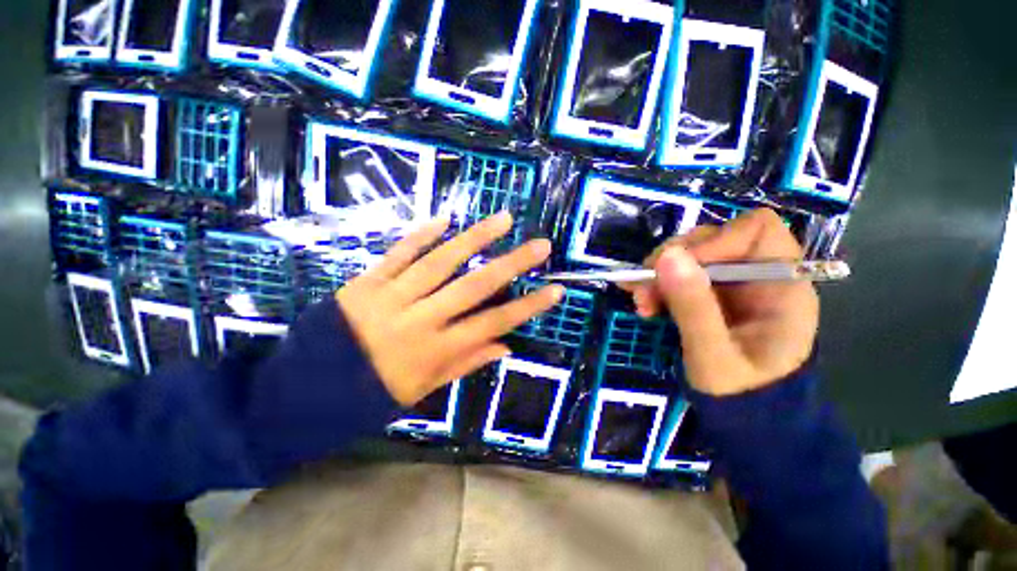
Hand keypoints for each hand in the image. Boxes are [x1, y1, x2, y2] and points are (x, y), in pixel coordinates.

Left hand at [336, 212, 562, 405]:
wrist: (303, 390)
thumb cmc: (370, 394)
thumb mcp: (422, 390)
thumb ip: (465, 363)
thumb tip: (505, 346)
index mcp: (436, 351)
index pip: (493, 324)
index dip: (527, 307)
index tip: (554, 290)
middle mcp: (420, 320)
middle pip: (474, 287)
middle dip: (511, 264)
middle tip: (540, 245)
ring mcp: (391, 296)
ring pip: (440, 262)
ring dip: (474, 239)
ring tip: (502, 220)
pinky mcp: (366, 281)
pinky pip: (399, 254)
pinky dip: (422, 235)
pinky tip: (445, 219)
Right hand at [625, 209, 818, 395]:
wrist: (747, 420)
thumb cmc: (741, 395)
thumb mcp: (713, 356)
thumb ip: (693, 307)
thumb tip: (666, 256)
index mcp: (781, 286)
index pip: (754, 230)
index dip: (713, 240)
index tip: (676, 268)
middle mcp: (757, 276)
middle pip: (712, 239)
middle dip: (671, 261)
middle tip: (643, 291)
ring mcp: (731, 284)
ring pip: (688, 256)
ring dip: (657, 274)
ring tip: (641, 303)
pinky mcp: (709, 294)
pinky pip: (678, 274)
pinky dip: (656, 284)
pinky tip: (643, 301)